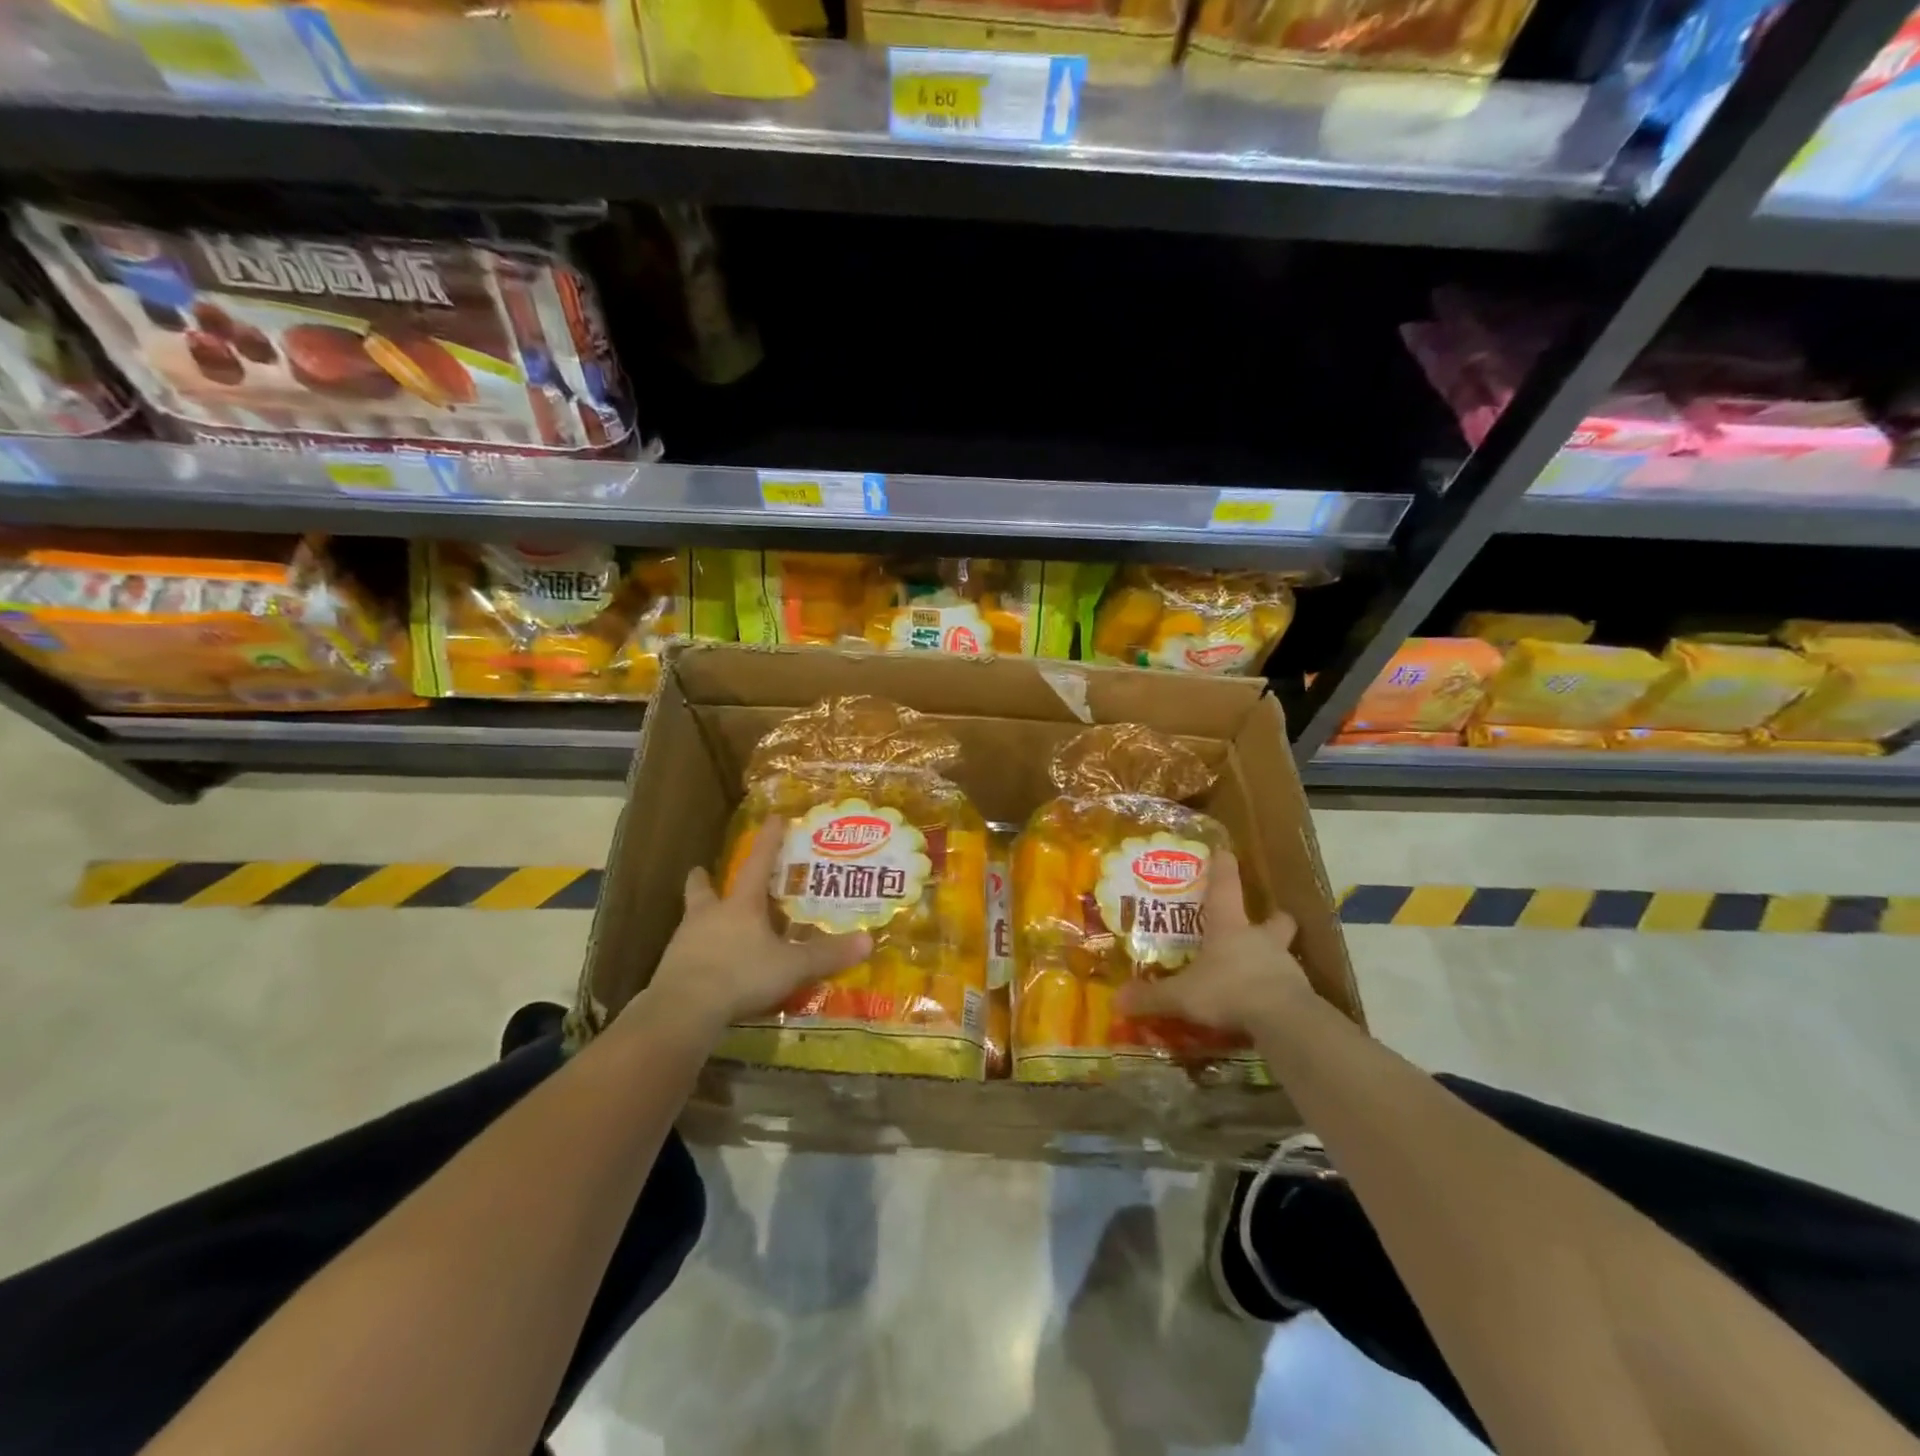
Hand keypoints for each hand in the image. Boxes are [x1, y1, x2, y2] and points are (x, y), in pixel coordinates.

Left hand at [636, 818, 870, 1042]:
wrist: (682, 1011)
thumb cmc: (741, 976)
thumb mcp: (791, 967)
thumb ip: (827, 955)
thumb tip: (868, 941)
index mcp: (740, 906)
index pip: (758, 864)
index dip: (768, 841)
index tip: (773, 818)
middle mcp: (709, 916)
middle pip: (703, 889)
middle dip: (704, 879)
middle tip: (704, 871)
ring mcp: (685, 942)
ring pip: (691, 919)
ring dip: (700, 916)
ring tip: (711, 922)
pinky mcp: (671, 970)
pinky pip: (686, 952)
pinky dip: (697, 952)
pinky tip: (707, 965)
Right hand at [1114, 852, 1313, 1035]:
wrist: (1283, 1019)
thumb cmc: (1228, 990)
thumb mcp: (1182, 995)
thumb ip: (1152, 997)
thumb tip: (1117, 1000)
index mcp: (1229, 927)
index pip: (1226, 888)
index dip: (1224, 869)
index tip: (1225, 852)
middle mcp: (1260, 939)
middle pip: (1275, 919)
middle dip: (1272, 918)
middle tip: (1263, 924)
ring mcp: (1285, 965)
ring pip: (1283, 952)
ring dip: (1272, 957)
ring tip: (1257, 972)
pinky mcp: (1300, 993)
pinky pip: (1288, 986)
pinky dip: (1277, 990)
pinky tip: (1266, 1004)